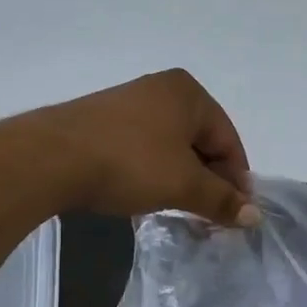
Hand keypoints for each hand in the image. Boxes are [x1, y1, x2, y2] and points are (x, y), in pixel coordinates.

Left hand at [23, 69, 256, 225]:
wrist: (51, 158)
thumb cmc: (130, 163)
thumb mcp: (183, 185)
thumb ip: (222, 200)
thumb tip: (255, 216)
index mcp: (189, 93)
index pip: (229, 140)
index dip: (237, 180)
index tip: (237, 215)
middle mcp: (162, 89)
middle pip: (201, 141)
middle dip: (209, 180)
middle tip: (211, 216)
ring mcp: (129, 103)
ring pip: (172, 147)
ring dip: (182, 180)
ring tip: (181, 209)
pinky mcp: (104, 121)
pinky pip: (145, 148)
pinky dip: (155, 173)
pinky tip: (148, 195)